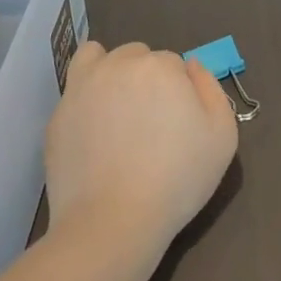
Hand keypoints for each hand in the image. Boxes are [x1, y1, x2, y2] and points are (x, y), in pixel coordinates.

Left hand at [45, 41, 239, 261]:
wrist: (112, 223)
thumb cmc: (176, 180)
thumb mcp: (222, 136)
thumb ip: (211, 89)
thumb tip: (191, 67)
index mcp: (160, 66)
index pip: (173, 63)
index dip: (178, 91)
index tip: (177, 122)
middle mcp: (119, 64)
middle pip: (137, 57)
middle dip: (146, 78)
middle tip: (149, 121)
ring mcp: (82, 87)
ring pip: (99, 59)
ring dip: (111, 73)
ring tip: (117, 110)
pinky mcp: (58, 115)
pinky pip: (75, 91)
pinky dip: (85, 100)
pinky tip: (94, 131)